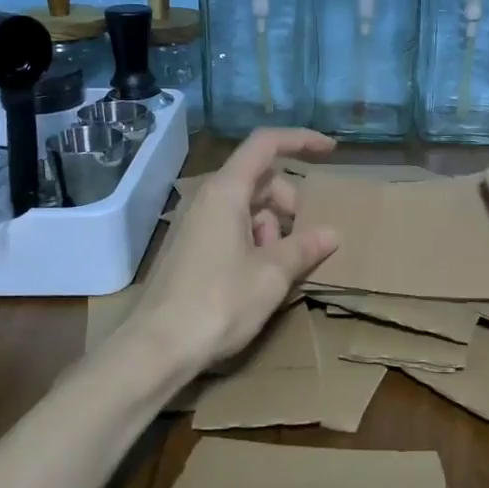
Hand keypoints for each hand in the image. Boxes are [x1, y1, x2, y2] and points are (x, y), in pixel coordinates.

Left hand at [128, 129, 339, 375]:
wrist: (157, 348)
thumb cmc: (218, 302)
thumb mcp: (271, 274)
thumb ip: (304, 247)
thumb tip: (332, 233)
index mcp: (226, 191)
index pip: (266, 144)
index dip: (300, 140)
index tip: (331, 151)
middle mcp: (207, 198)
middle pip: (258, 178)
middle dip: (288, 200)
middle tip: (303, 236)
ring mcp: (195, 223)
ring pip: (246, 205)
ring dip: (272, 226)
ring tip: (279, 266)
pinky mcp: (190, 248)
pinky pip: (230, 227)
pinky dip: (254, 240)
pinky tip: (260, 276)